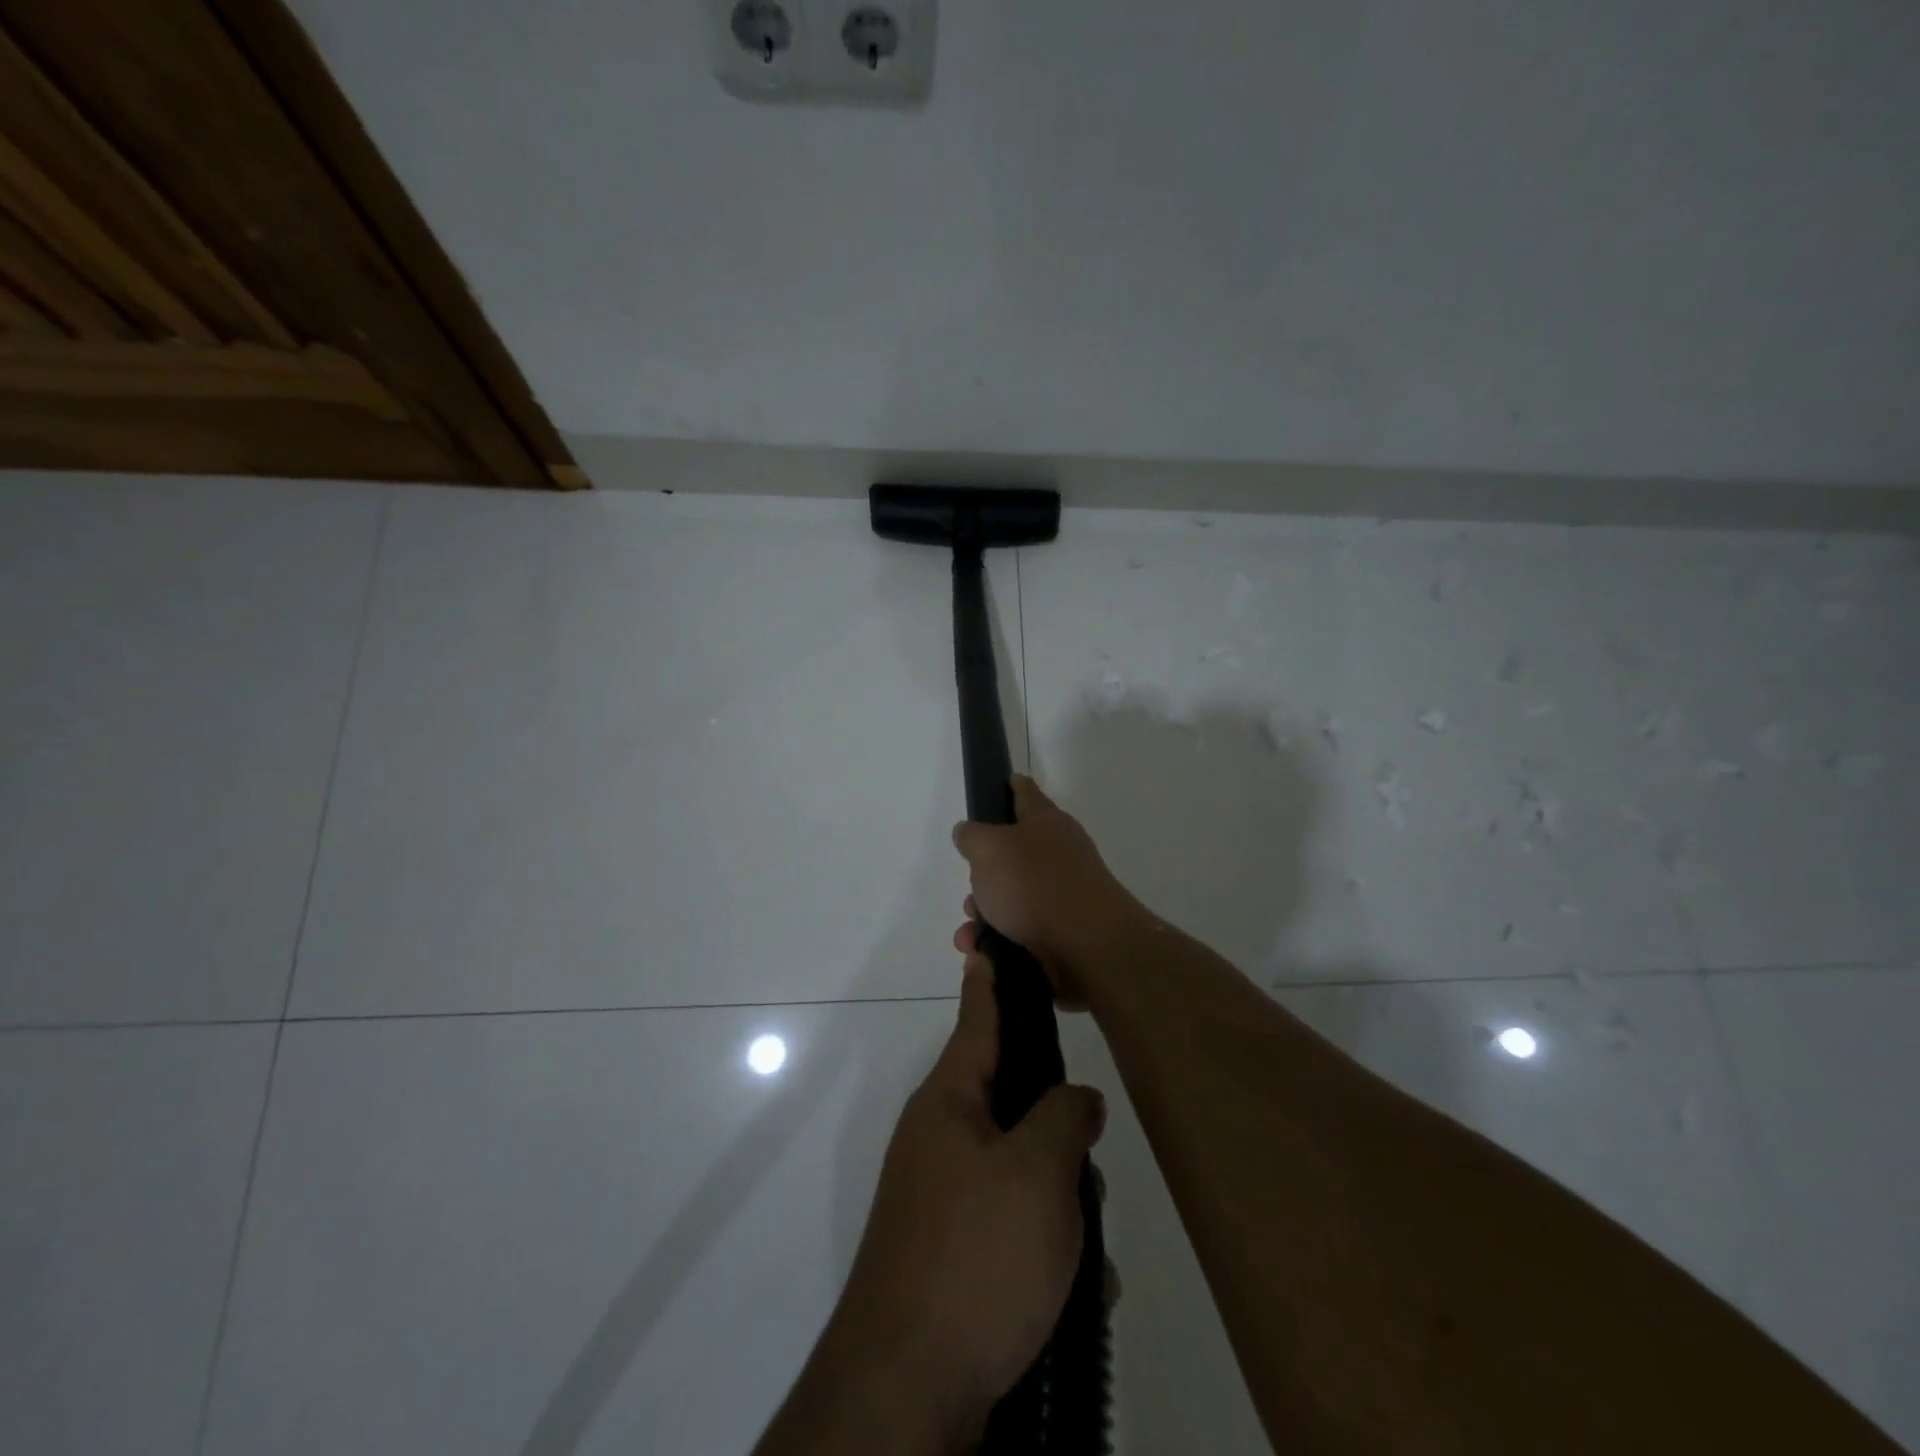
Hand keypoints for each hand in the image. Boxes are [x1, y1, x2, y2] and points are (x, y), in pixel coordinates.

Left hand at [827, 954, 1105, 1447]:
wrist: (909, 1390)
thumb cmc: (976, 1256)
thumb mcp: (1038, 1173)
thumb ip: (1065, 1118)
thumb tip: (1076, 1099)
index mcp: (950, 1103)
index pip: (977, 1022)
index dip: (989, 982)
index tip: (987, 945)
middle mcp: (941, 1140)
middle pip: (1012, 1102)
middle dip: (1058, 1130)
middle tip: (1088, 1163)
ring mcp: (943, 1198)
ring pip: (1022, 1169)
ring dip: (1061, 1202)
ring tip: (1086, 1252)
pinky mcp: (953, 1252)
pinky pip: (1013, 1226)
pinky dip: (1046, 1249)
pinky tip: (1075, 1290)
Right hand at [951, 775, 1147, 1000]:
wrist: (1088, 945)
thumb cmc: (1034, 884)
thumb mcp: (988, 848)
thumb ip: (972, 836)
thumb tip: (969, 833)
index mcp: (1044, 821)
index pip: (1025, 792)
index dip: (1010, 786)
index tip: (1000, 785)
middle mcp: (1057, 852)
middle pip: (1011, 854)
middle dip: (982, 875)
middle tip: (971, 892)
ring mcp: (1063, 892)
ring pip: (1012, 897)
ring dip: (985, 915)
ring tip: (970, 935)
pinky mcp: (1062, 930)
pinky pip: (1021, 930)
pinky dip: (999, 940)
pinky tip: (983, 952)